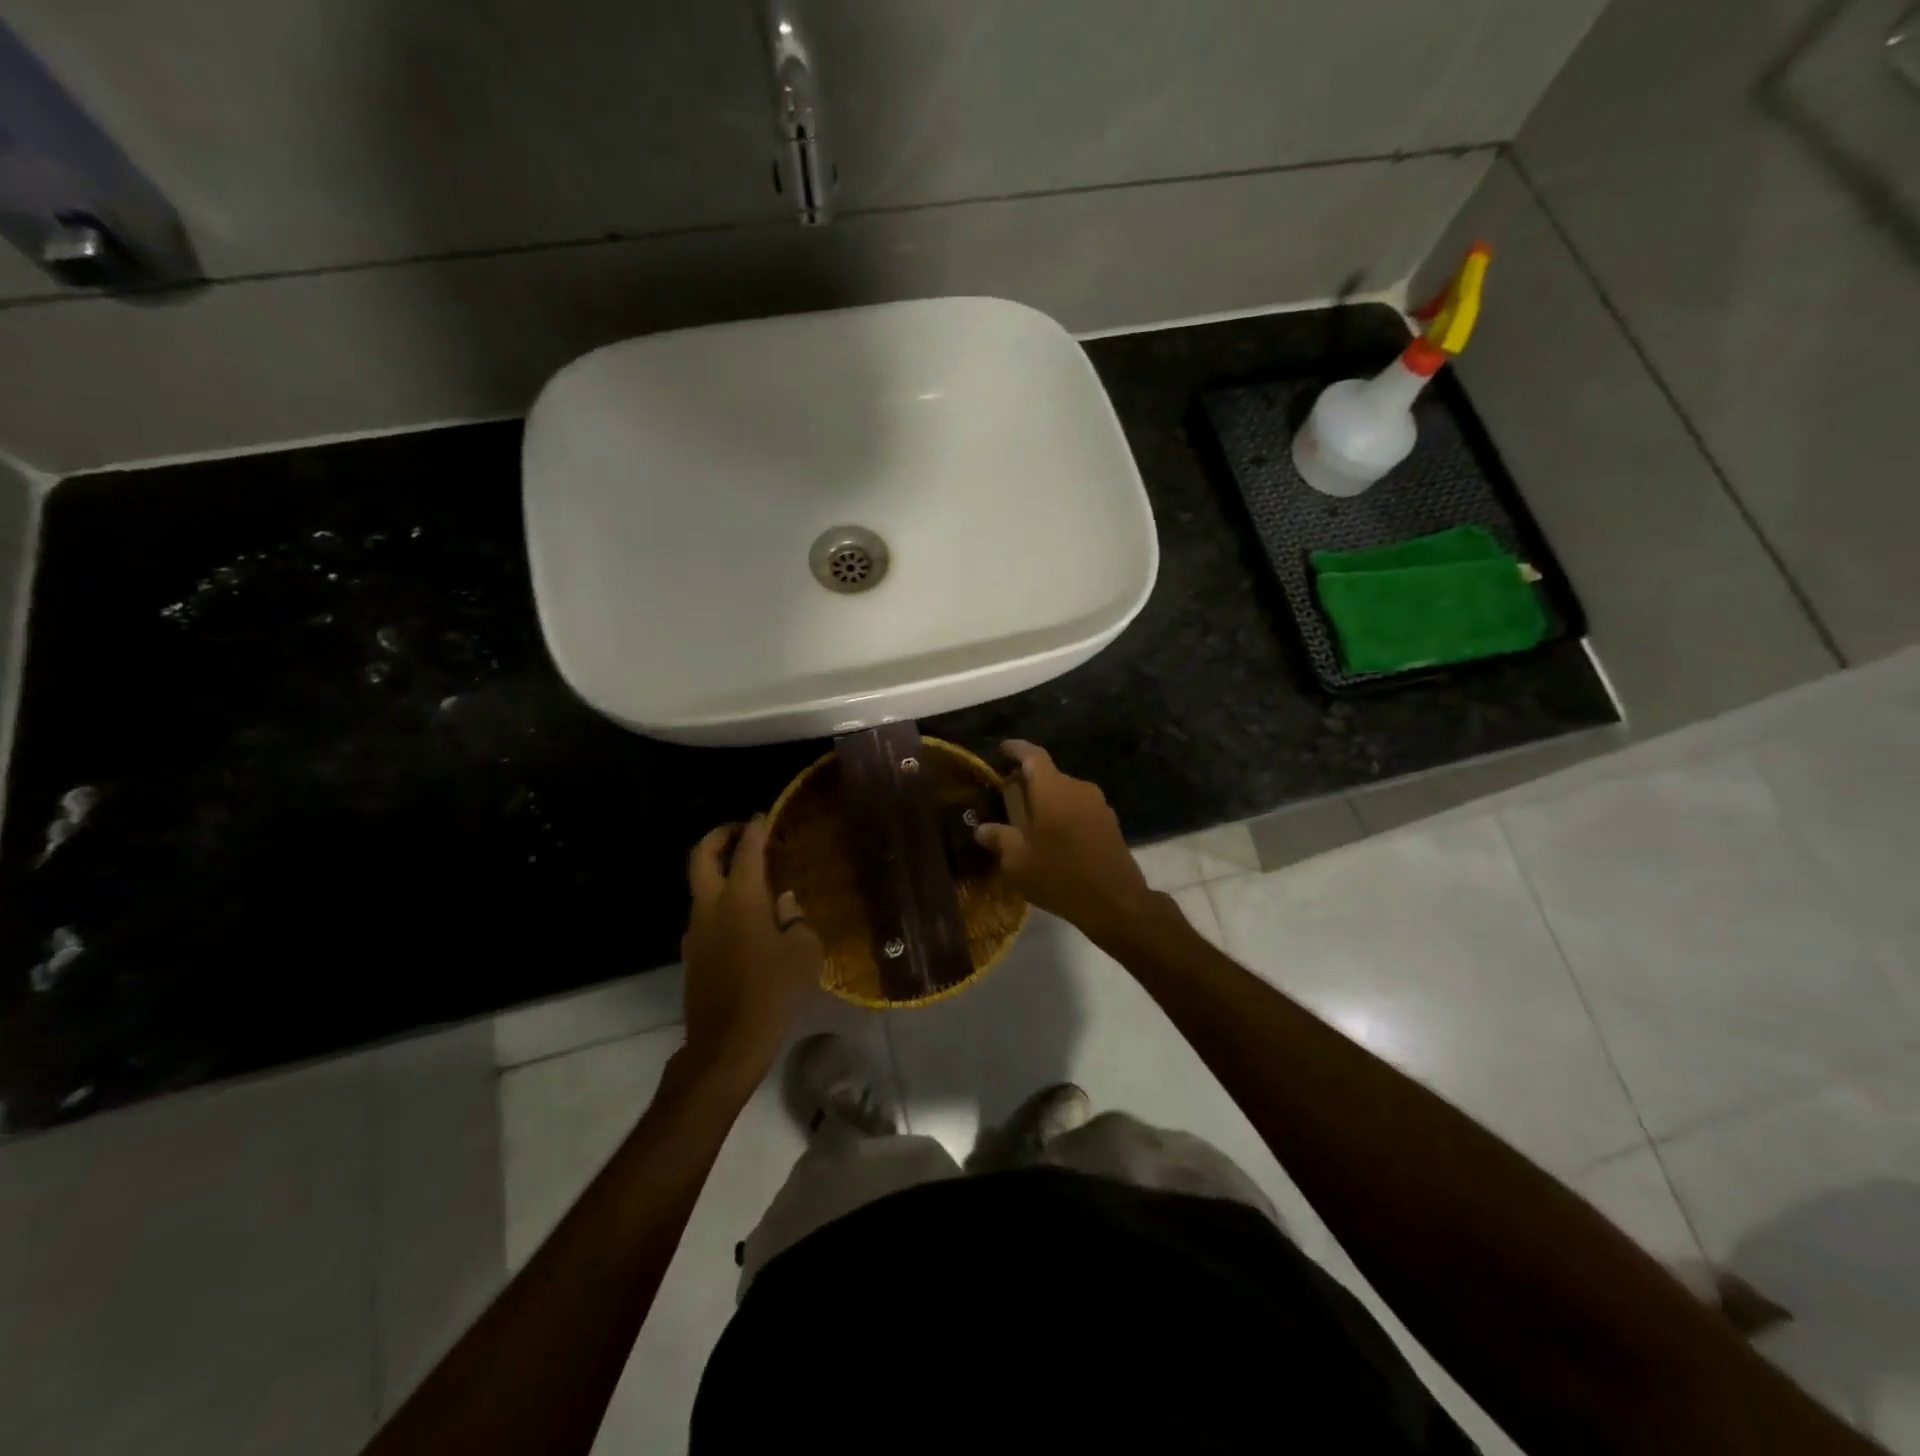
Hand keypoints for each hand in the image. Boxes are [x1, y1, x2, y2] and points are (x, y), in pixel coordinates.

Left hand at [680, 816, 824, 1081]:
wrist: (726, 1044)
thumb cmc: (772, 992)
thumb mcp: (803, 952)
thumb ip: (795, 919)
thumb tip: (784, 904)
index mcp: (741, 898)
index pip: (746, 848)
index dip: (756, 827)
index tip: (765, 816)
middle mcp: (711, 905)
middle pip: (702, 855)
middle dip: (719, 836)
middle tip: (741, 832)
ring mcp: (696, 929)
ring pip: (700, 885)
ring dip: (718, 870)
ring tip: (751, 877)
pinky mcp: (693, 952)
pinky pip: (705, 913)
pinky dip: (720, 900)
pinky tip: (747, 919)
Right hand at [973, 740, 1162, 938]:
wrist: (1116, 903)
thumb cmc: (1060, 876)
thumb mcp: (1018, 862)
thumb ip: (999, 839)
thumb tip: (982, 830)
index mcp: (1052, 789)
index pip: (1033, 755)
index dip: (1016, 749)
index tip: (1002, 749)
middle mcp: (1077, 788)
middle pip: (1049, 775)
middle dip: (1027, 782)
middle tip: (1007, 798)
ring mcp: (1098, 805)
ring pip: (1065, 793)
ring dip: (1047, 802)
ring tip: (1028, 823)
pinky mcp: (1110, 823)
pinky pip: (1079, 809)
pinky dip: (1063, 815)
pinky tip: (1054, 839)